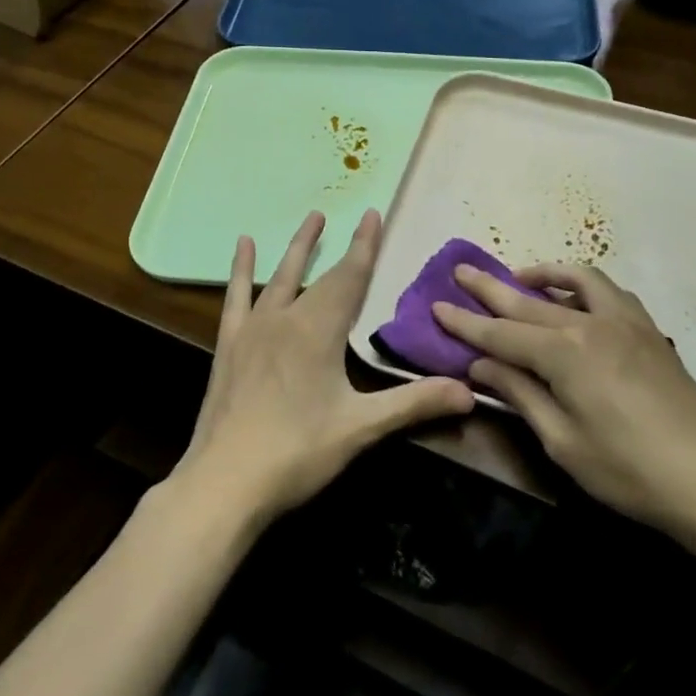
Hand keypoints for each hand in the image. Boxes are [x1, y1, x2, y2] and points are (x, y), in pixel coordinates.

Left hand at [171, 210, 474, 524]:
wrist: (225, 481)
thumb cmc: (298, 451)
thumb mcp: (362, 427)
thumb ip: (415, 404)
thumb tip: (470, 393)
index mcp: (319, 330)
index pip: (350, 277)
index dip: (365, 246)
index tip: (374, 214)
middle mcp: (285, 318)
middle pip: (318, 274)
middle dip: (335, 244)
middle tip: (344, 214)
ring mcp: (252, 330)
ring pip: (278, 277)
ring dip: (296, 248)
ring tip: (309, 218)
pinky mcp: (228, 346)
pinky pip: (236, 297)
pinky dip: (240, 270)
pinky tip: (243, 247)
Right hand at [431, 263, 695, 534]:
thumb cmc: (627, 470)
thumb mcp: (561, 440)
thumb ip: (520, 394)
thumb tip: (480, 366)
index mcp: (565, 353)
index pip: (500, 333)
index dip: (466, 323)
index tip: (436, 305)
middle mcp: (592, 323)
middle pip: (528, 301)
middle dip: (490, 287)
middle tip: (460, 272)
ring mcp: (625, 321)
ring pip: (575, 281)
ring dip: (542, 276)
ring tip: (519, 279)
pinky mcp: (648, 330)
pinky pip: (607, 291)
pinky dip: (581, 286)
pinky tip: (575, 301)